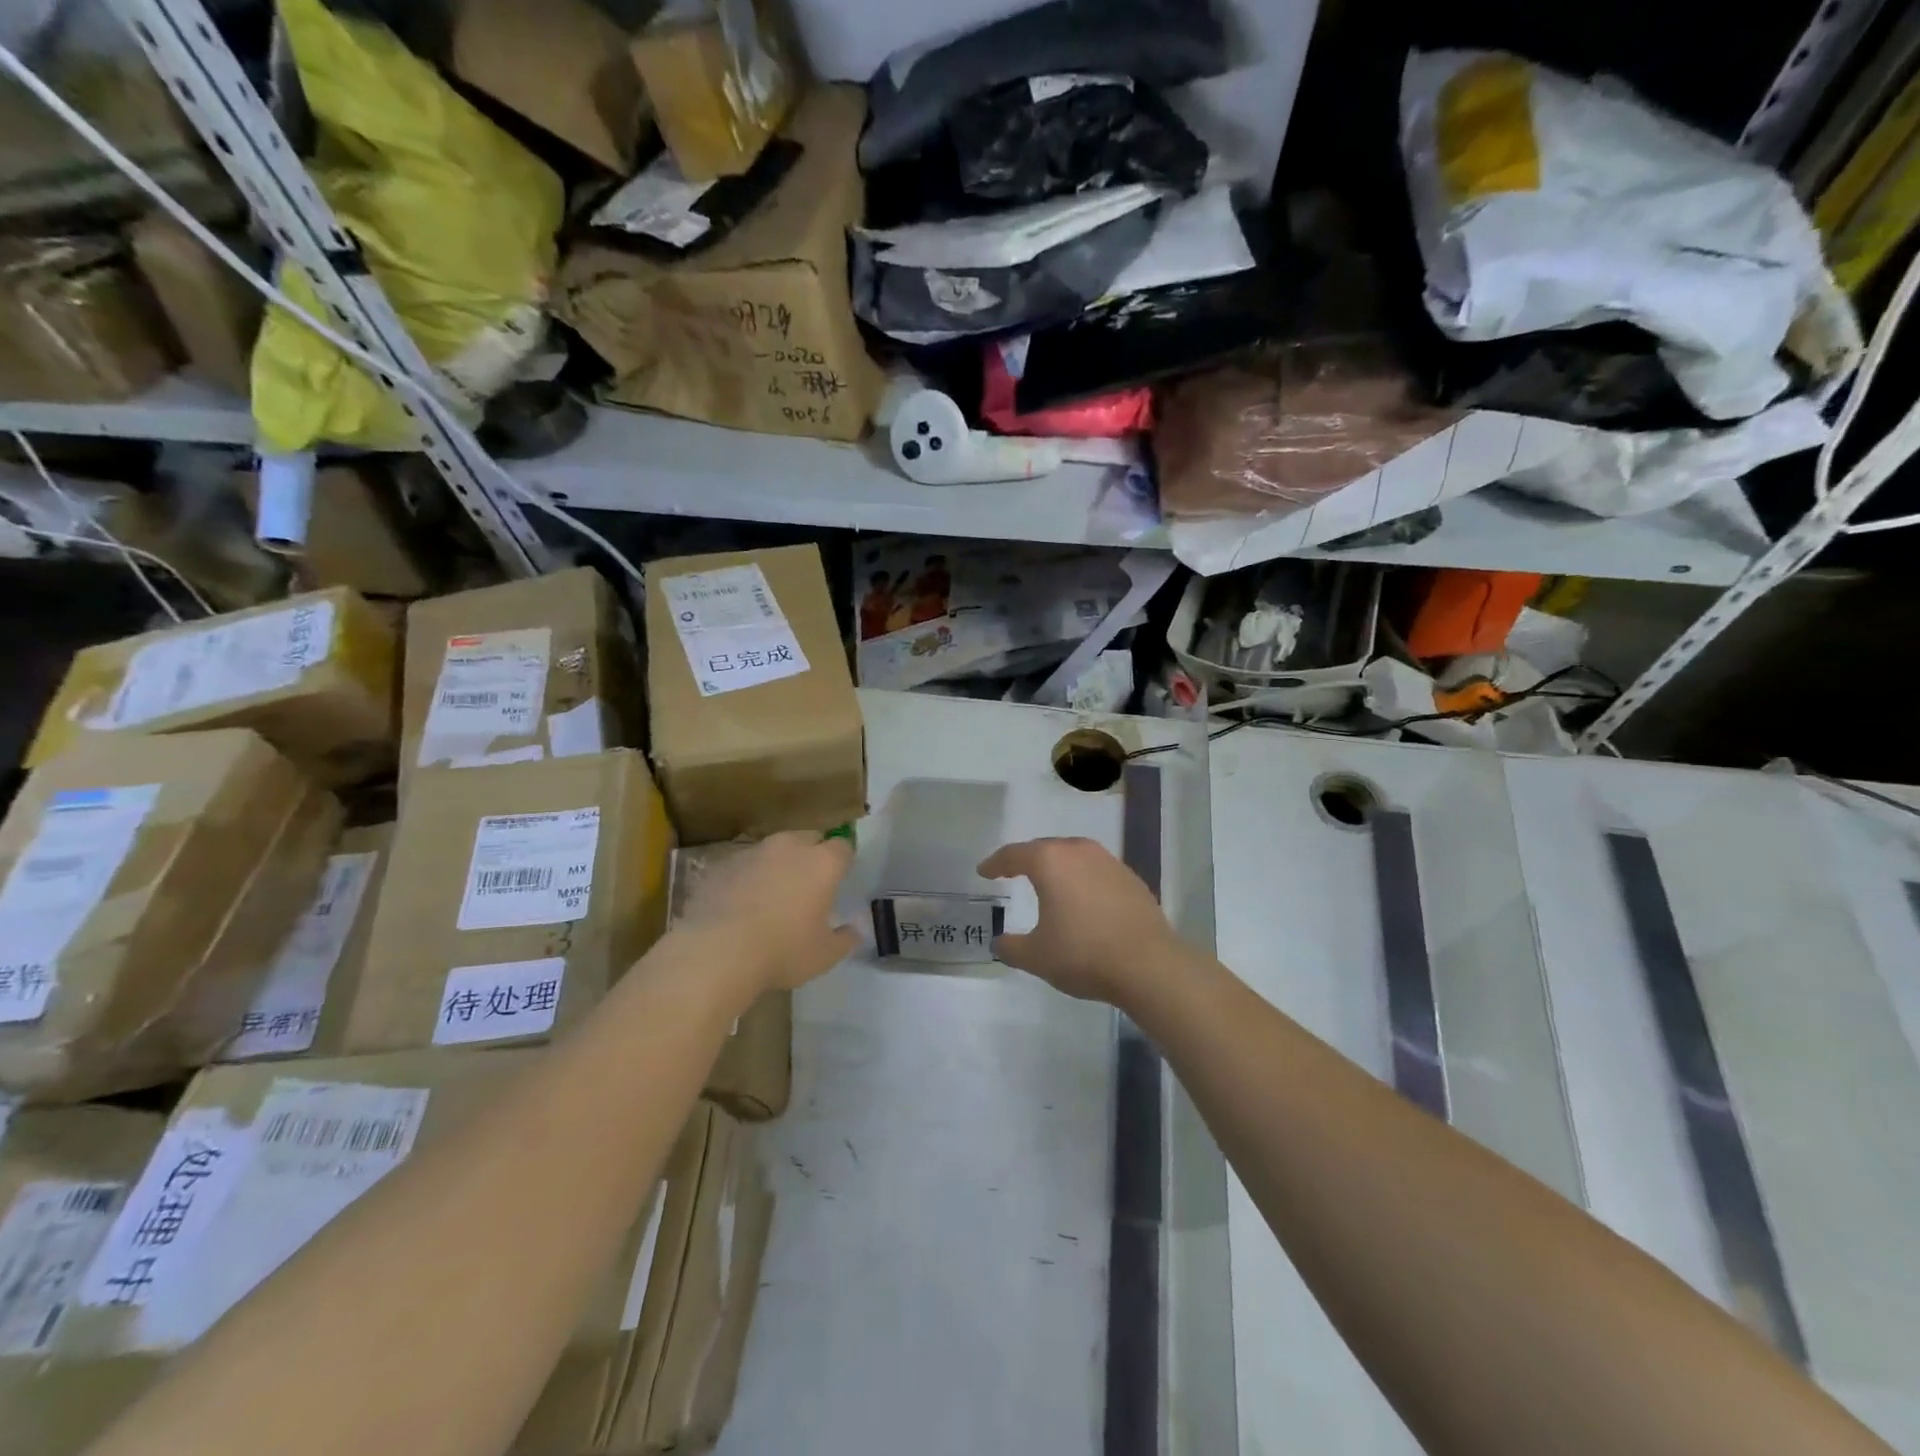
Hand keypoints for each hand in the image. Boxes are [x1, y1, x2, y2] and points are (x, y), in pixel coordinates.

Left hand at [674, 831, 859, 994]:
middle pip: (808, 839)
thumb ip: (844, 939)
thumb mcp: (824, 955)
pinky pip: (744, 865)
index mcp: (822, 863)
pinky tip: (742, 904)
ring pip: (774, 849)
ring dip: (778, 864)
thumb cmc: (783, 951)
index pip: (843, 847)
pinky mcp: (722, 865)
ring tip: (773, 894)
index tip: (840, 879)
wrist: (717, 952)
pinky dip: (748, 877)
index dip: (843, 861)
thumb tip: (854, 931)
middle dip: (812, 855)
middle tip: (809, 885)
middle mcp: (789, 847)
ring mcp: (753, 852)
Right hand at [976, 837, 1182, 1004]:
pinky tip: (1083, 900)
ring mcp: (1109, 862)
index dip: (996, 863)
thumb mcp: (1036, 957)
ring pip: (1074, 856)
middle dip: (1027, 859)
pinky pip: (1096, 871)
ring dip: (1058, 867)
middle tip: (1013, 871)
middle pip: (1045, 848)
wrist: (1148, 964)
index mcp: (1050, 862)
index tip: (985, 871)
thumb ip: (1012, 947)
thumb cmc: (1083, 954)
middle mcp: (1079, 852)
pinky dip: (1083, 880)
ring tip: (1048, 883)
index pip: (1014, 854)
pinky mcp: (1131, 878)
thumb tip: (1000, 942)